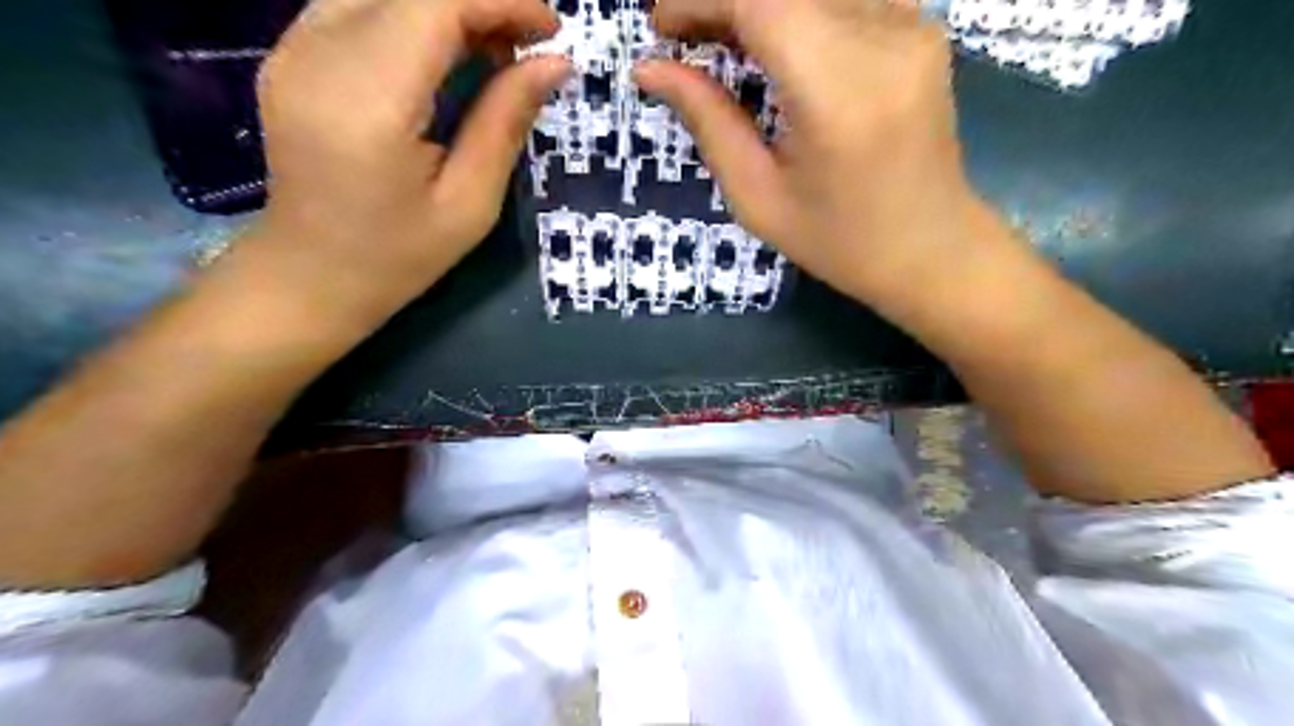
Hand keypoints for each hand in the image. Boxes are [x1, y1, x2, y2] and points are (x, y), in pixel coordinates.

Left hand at [253, 0, 570, 319]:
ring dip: (449, 6)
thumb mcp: (470, 203)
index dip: (502, 1)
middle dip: (482, 1)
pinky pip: (362, 3)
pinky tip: (445, 54)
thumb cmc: (399, 255)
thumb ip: (505, 122)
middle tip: (527, 47)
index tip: (551, 31)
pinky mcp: (291, 50)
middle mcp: (319, 54)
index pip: (437, 2)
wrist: (311, 274)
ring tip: (492, 51)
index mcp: (369, 102)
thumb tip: (555, 63)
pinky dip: (416, 14)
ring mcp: (294, 46)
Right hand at [637, 1, 998, 303]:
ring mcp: (914, 24)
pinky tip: (774, 42)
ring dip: (758, 3)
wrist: (929, 247)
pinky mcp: (922, 25)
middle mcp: (885, 40)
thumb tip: (651, 67)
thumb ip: (708, 121)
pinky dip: (797, 9)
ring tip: (724, 40)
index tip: (662, 26)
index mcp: (839, 94)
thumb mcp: (758, 197)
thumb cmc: (837, 240)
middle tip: (686, 37)